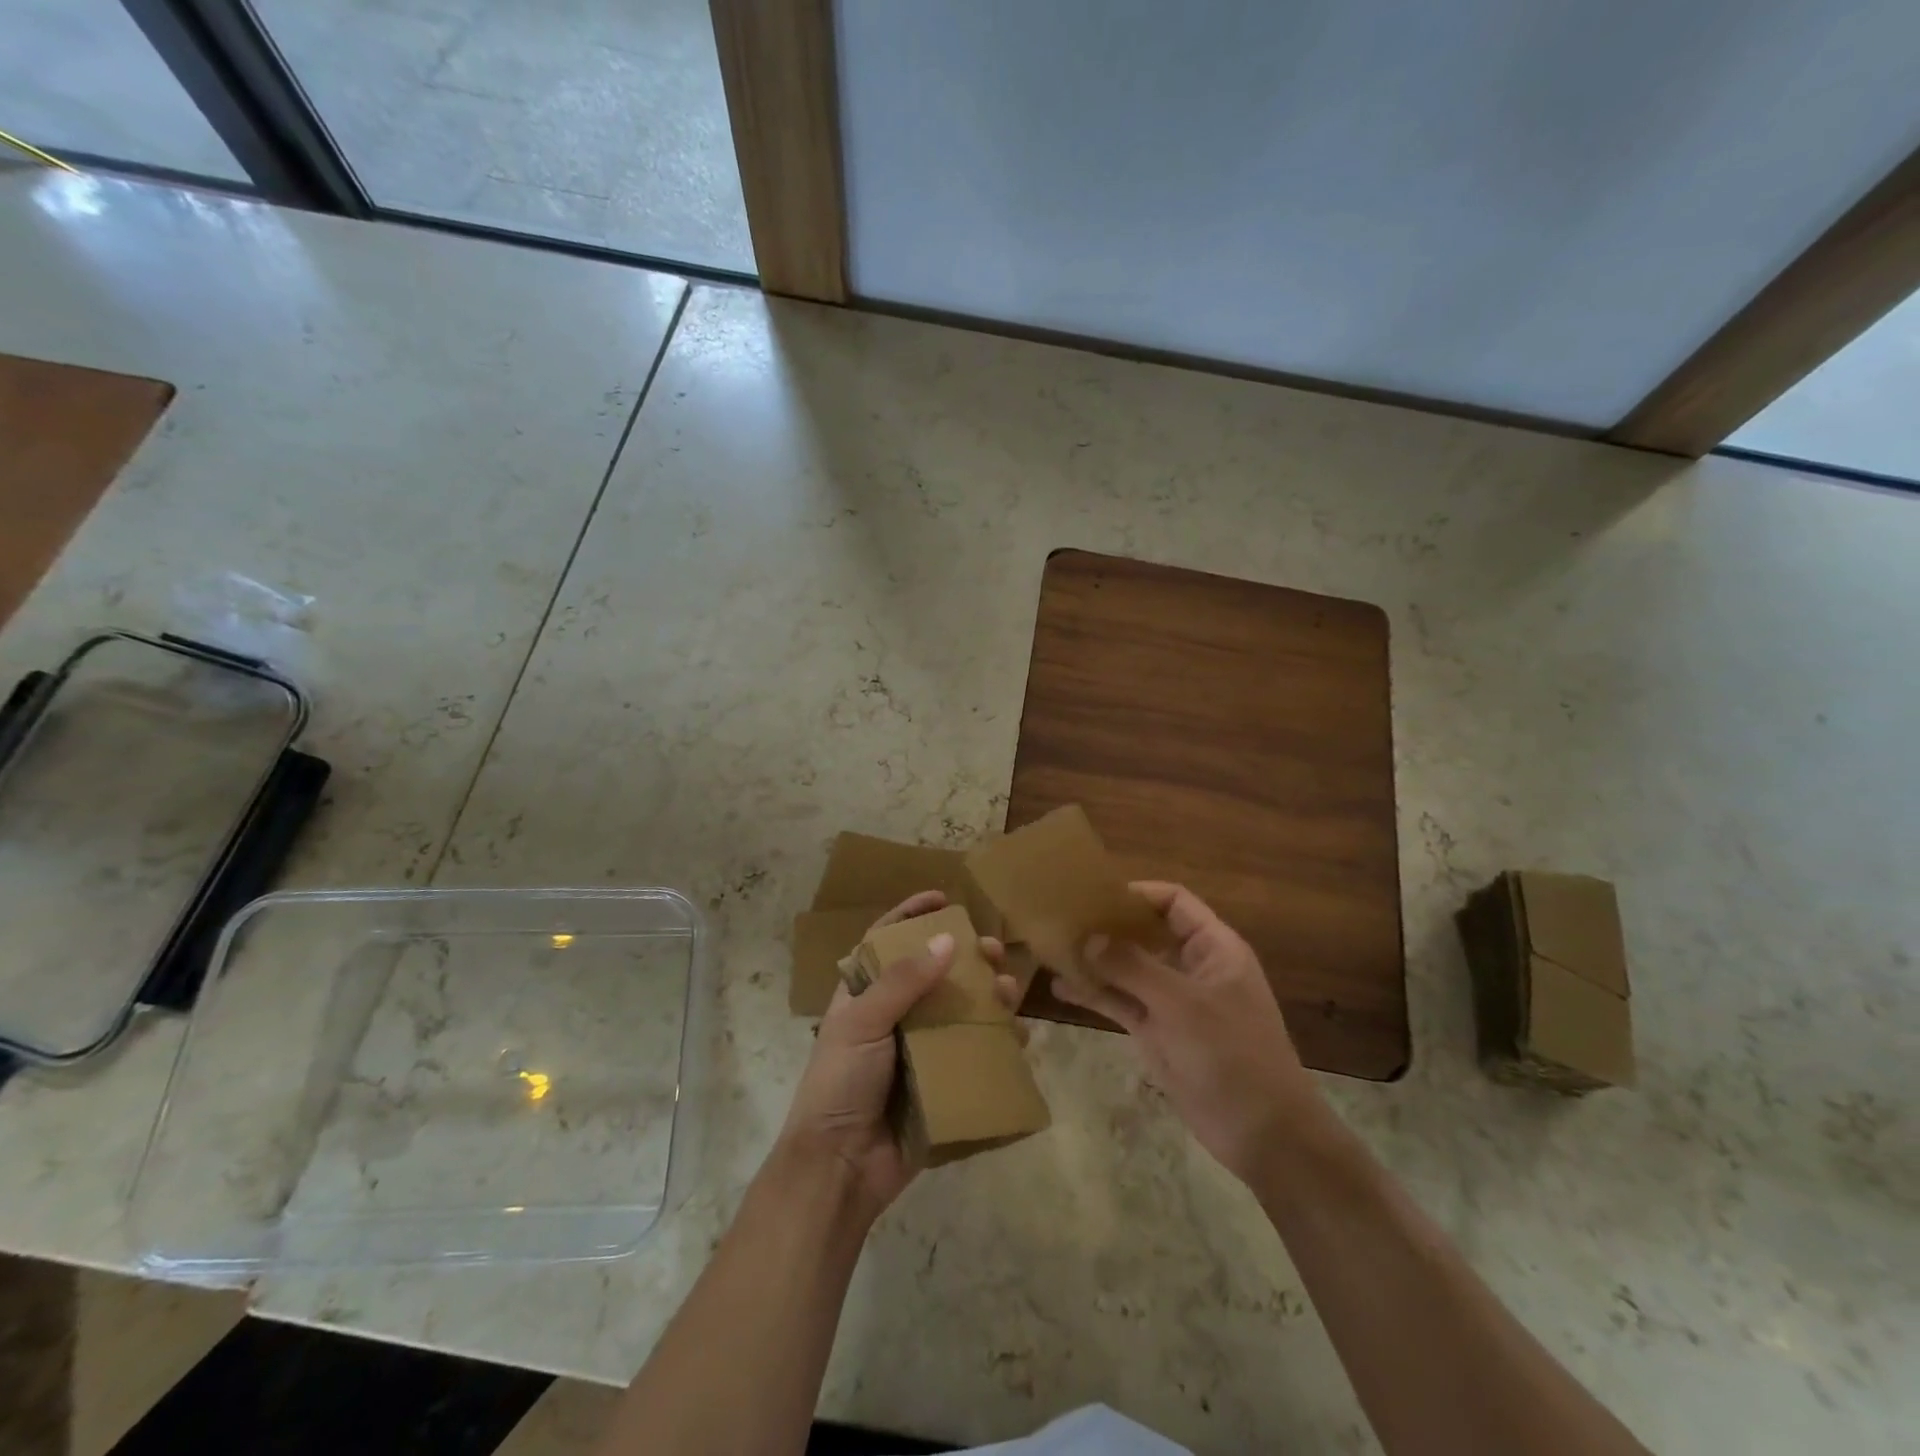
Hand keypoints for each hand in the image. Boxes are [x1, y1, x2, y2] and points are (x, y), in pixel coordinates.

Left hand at [777, 891, 1018, 1218]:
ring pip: (960, 1011)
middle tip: (994, 950)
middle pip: (935, 974)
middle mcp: (894, 1016)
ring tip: (1010, 992)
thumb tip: (947, 940)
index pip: (887, 942)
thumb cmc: (841, 1083)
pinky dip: (998, 1043)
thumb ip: (903, 981)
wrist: (840, 1168)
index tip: (943, 898)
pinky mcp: (941, 1083)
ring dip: (988, 997)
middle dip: (966, 958)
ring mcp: (919, 1050)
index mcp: (864, 995)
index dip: (912, 915)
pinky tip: (1018, 1037)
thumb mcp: (862, 1022)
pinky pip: (974, 1054)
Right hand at [1052, 881, 1321, 1183]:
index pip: (1174, 902)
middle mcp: (1191, 967)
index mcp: (1214, 948)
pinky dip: (1095, 994)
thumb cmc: (1233, 1055)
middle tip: (1063, 919)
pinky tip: (1061, 988)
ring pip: (1128, 969)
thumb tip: (1089, 937)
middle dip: (1107, 926)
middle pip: (1145, 933)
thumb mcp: (1183, 1005)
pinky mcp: (1158, 1032)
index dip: (1137, 894)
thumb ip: (1134, 967)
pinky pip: (1121, 1003)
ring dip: (1095, 960)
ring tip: (1052, 949)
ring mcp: (1173, 1001)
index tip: (1094, 895)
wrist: (1264, 1134)